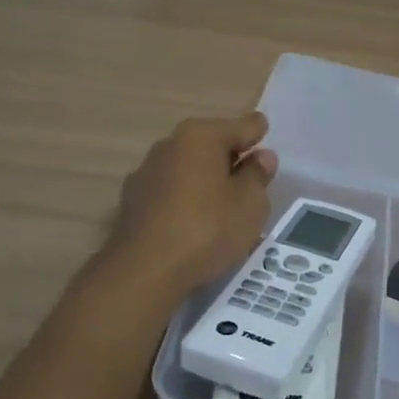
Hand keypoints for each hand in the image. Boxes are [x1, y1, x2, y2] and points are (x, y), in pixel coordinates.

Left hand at [105, 112, 278, 297]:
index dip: (257, 133)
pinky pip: (171, 192)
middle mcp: (170, 145)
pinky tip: (196, 224)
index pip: (241, 126)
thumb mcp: (250, 204)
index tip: (265, 136)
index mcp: (201, 136)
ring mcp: (146, 173)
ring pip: (189, 169)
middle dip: (231, 158)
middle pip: (211, 145)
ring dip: (207, 180)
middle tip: (251, 181)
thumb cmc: (207, 229)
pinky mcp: (132, 202)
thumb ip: (258, 176)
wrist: (144, 271)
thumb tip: (261, 157)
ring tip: (225, 208)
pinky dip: (186, 200)